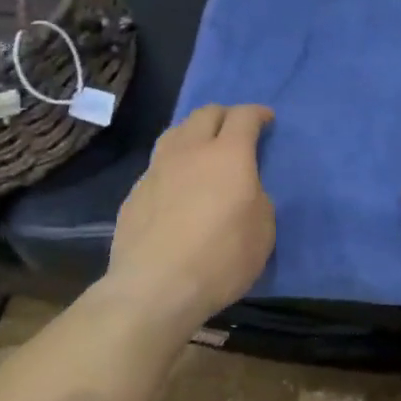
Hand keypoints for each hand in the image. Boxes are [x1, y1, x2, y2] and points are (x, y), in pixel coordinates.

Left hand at [106, 104, 275, 324]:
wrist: (155, 287)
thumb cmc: (221, 258)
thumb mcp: (263, 231)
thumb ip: (257, 197)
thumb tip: (244, 189)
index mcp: (228, 155)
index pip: (243, 116)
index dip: (257, 113)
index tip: (266, 119)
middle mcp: (190, 151)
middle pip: (206, 113)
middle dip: (225, 115)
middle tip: (235, 130)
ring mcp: (157, 169)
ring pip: (176, 132)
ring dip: (194, 133)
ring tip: (202, 150)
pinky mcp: (135, 192)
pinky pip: (158, 164)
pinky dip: (173, 165)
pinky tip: (176, 187)